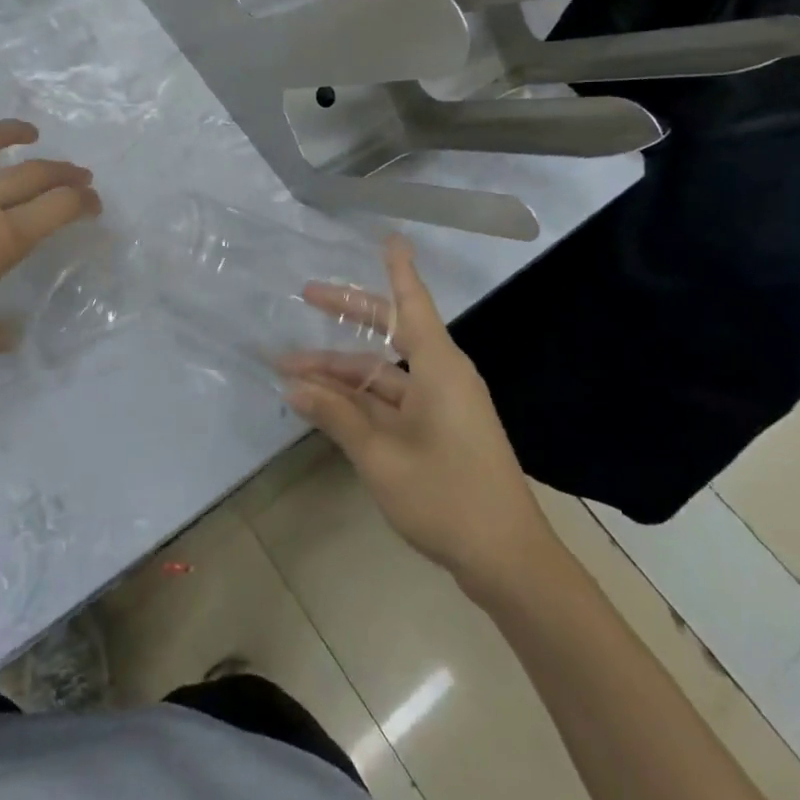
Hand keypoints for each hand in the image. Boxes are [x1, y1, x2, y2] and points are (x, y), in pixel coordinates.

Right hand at [282, 237, 552, 583]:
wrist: (508, 562)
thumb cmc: (447, 496)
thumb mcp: (381, 455)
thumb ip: (336, 416)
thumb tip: (294, 385)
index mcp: (438, 367)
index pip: (411, 302)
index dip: (397, 268)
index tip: (389, 237)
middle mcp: (441, 376)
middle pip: (389, 332)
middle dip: (346, 315)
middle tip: (305, 295)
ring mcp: (441, 405)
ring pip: (382, 373)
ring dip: (340, 371)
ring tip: (290, 370)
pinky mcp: (439, 431)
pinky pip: (392, 401)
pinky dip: (358, 399)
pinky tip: (324, 404)